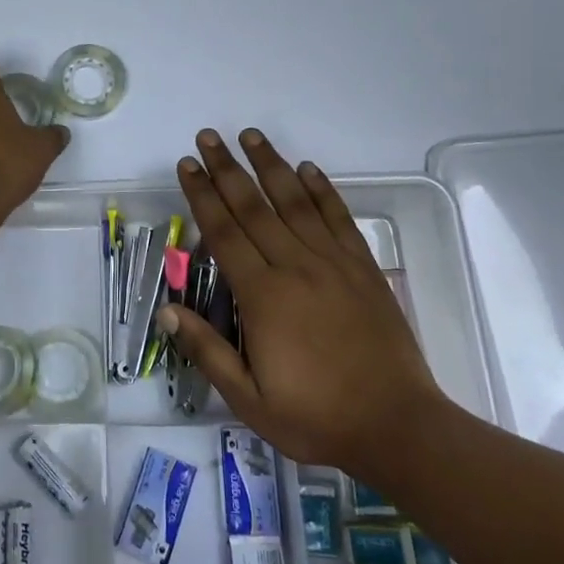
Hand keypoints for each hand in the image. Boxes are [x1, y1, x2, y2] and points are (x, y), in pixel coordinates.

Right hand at [159, 128, 446, 480]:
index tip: (187, 164)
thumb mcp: (249, 400)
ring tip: (251, 135)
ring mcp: (333, 264)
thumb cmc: (316, 417)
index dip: (202, 195)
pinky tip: (308, 169)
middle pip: (254, 207)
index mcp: (263, 296)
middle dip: (227, 169)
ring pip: (295, 202)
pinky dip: (322, 191)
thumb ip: (207, 351)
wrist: (398, 427)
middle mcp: (295, 267)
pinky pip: (339, 219)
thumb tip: (165, 312)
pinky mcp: (363, 268)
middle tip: (208, 136)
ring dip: (271, 165)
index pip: (224, 232)